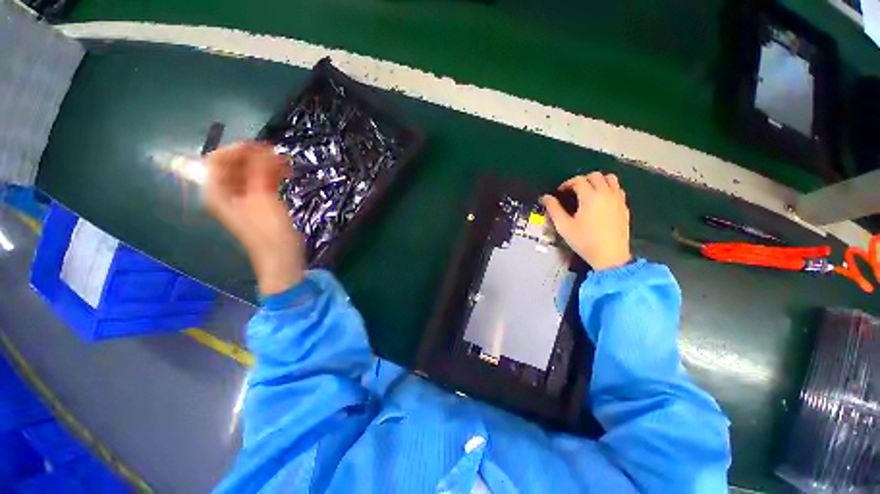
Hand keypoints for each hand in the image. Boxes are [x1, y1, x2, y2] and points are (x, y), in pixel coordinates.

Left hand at [204, 141, 304, 294]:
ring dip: (266, 165)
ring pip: (250, 173)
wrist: (281, 256)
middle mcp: (226, 192)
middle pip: (234, 165)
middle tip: (278, 154)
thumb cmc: (270, 231)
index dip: (238, 149)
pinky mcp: (258, 203)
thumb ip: (260, 172)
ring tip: (286, 164)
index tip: (262, 146)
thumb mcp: (263, 198)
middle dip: (255, 157)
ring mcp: (243, 199)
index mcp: (217, 191)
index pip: (217, 159)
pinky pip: (260, 182)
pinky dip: (271, 176)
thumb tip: (263, 149)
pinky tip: (286, 173)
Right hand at [541, 172, 630, 270]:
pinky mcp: (624, 207)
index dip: (567, 183)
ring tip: (588, 191)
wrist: (609, 256)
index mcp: (590, 197)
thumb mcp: (564, 226)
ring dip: (598, 181)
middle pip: (595, 176)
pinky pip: (617, 189)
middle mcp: (606, 194)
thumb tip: (545, 197)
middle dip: (582, 180)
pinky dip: (608, 188)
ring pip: (610, 179)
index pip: (579, 180)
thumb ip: (553, 209)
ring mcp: (618, 199)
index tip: (560, 192)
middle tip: (573, 191)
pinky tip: (601, 200)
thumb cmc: (584, 241)